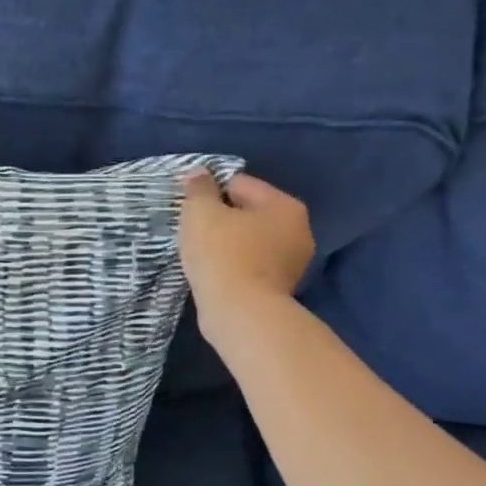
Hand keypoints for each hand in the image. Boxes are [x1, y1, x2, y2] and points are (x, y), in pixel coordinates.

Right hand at [179, 170, 315, 343]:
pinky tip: (212, 272)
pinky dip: (231, 265)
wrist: (240, 313)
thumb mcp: (201, 212)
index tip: (188, 207)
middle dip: (219, 218)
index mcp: (285, 206)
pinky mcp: (279, 288)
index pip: (239, 184)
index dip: (209, 191)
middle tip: (191, 230)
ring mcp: (292, 263)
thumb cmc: (222, 254)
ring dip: (224, 243)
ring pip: (247, 240)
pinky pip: (248, 264)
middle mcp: (298, 231)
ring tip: (199, 253)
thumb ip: (198, 188)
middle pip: (246, 212)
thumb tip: (198, 173)